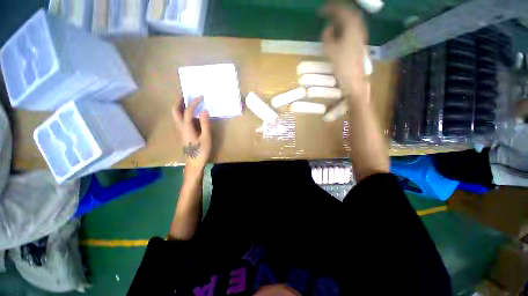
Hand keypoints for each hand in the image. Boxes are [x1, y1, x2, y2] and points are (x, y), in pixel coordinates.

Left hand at [172, 96, 211, 176]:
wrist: (194, 163)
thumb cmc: (201, 151)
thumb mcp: (206, 137)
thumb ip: (205, 124)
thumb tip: (204, 110)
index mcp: (186, 127)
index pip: (188, 111)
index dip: (194, 103)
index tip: (201, 97)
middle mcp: (181, 127)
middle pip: (175, 112)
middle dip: (179, 102)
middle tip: (185, 95)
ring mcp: (181, 131)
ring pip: (177, 116)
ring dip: (180, 107)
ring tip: (188, 102)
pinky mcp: (184, 134)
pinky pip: (182, 120)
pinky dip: (184, 114)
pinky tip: (192, 115)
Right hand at [321, 4, 368, 103]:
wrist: (354, 79)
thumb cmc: (342, 65)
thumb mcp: (331, 51)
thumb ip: (328, 37)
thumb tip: (328, 28)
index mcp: (352, 28)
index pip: (342, 11)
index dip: (331, 8)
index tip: (321, 10)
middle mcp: (359, 28)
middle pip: (350, 13)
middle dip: (337, 11)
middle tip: (326, 12)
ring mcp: (360, 35)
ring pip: (351, 20)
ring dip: (341, 18)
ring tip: (331, 21)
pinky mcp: (359, 43)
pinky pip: (352, 28)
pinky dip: (344, 26)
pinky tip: (338, 31)